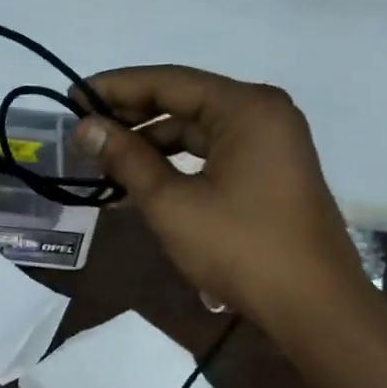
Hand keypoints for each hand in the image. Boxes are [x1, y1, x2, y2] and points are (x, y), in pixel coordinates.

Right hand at [73, 66, 370, 329]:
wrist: (313, 306)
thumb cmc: (240, 248)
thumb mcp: (172, 203)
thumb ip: (126, 159)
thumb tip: (85, 128)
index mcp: (245, 108)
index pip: (168, 81)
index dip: (115, 88)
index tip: (72, 98)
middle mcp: (263, 113)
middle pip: (185, 101)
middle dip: (132, 116)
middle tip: (84, 131)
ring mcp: (272, 142)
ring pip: (198, 129)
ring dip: (152, 143)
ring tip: (105, 160)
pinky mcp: (271, 171)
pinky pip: (214, 152)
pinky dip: (178, 162)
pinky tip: (142, 180)